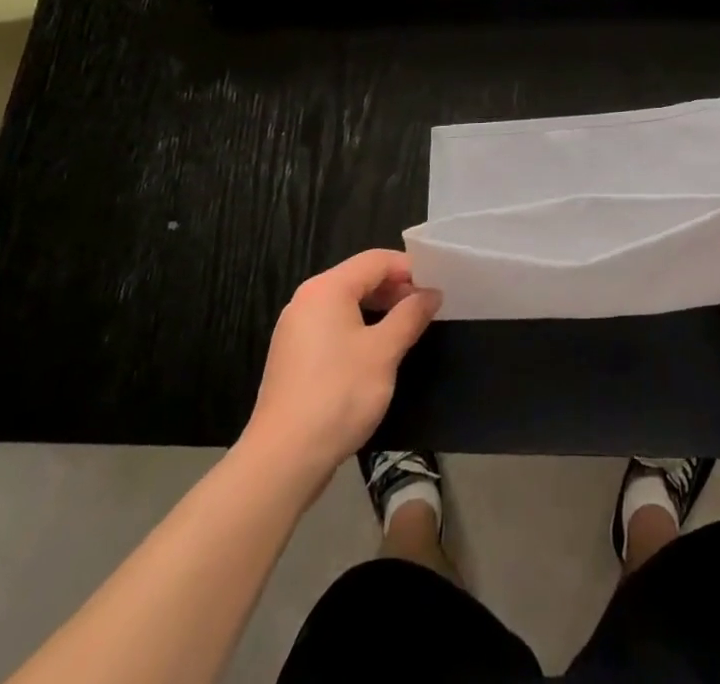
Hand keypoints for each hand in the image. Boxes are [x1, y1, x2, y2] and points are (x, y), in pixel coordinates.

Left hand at [242, 250, 441, 487]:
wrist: (283, 460)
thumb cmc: (338, 394)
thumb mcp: (384, 352)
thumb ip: (410, 315)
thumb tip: (431, 293)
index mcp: (327, 289)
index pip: (376, 260)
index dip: (409, 269)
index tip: (436, 288)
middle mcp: (306, 300)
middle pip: (359, 278)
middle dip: (394, 289)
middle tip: (424, 311)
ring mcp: (294, 329)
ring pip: (345, 304)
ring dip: (378, 310)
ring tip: (405, 331)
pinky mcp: (292, 357)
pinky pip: (331, 327)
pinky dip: (357, 329)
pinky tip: (375, 354)